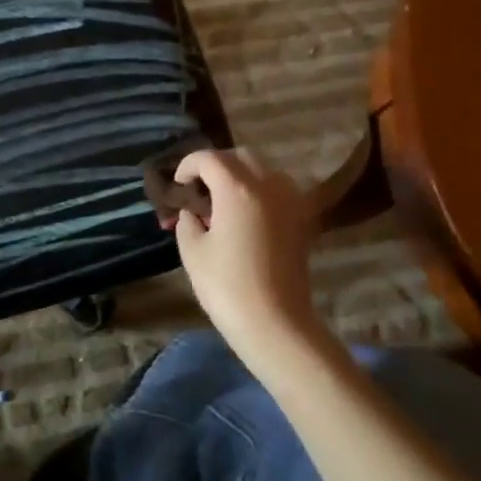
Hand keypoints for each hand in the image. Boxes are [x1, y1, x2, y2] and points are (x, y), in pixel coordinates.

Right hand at [172, 149, 329, 373]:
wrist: (275, 323)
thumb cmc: (227, 286)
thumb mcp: (192, 250)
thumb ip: (188, 221)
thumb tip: (193, 212)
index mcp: (238, 188)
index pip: (209, 158)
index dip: (188, 165)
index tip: (177, 184)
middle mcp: (269, 185)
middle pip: (240, 157)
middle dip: (216, 166)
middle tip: (198, 189)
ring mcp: (291, 201)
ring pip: (263, 171)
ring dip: (240, 177)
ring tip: (222, 202)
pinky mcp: (302, 220)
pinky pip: (278, 191)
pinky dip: (259, 193)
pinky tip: (244, 217)